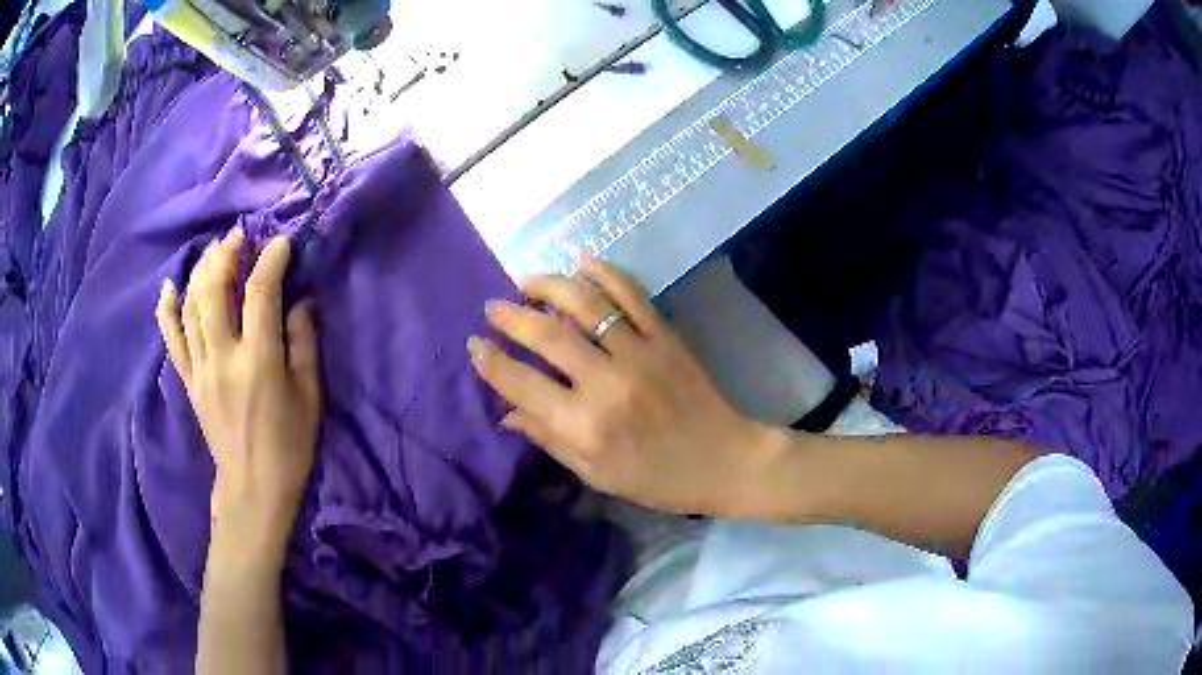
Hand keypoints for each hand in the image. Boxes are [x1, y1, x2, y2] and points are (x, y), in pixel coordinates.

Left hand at [156, 230, 321, 563]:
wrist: (253, 487)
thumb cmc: (289, 445)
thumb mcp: (310, 396)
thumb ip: (304, 342)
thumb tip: (300, 300)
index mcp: (259, 361)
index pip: (261, 293)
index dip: (271, 260)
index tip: (282, 243)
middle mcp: (223, 357)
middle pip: (215, 289)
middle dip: (226, 254)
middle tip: (239, 237)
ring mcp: (200, 368)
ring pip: (191, 305)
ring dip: (201, 271)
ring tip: (214, 252)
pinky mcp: (188, 380)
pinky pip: (172, 338)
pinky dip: (167, 309)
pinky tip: (169, 286)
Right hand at [468, 259, 772, 516]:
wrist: (724, 460)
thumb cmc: (656, 478)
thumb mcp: (596, 473)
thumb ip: (549, 439)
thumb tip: (505, 412)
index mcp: (586, 425)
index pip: (522, 383)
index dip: (492, 362)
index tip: (474, 344)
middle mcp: (607, 383)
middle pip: (548, 335)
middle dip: (512, 316)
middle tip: (493, 307)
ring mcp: (639, 353)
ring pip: (585, 305)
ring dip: (550, 286)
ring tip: (527, 281)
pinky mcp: (666, 336)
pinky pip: (632, 295)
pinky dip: (606, 273)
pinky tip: (583, 262)